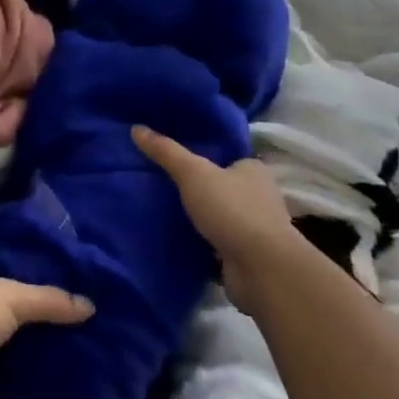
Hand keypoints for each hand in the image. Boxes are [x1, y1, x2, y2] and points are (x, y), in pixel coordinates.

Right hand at [132, 125, 302, 313]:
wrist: (262, 270)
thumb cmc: (232, 210)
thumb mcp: (193, 173)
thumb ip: (166, 151)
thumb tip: (136, 128)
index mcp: (253, 169)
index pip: (227, 156)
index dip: (203, 155)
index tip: (175, 157)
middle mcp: (259, 197)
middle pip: (223, 186)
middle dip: (199, 188)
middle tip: (164, 183)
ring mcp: (255, 229)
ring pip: (221, 216)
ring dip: (201, 218)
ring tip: (165, 211)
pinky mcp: (248, 257)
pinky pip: (219, 243)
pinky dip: (202, 243)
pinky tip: (178, 240)